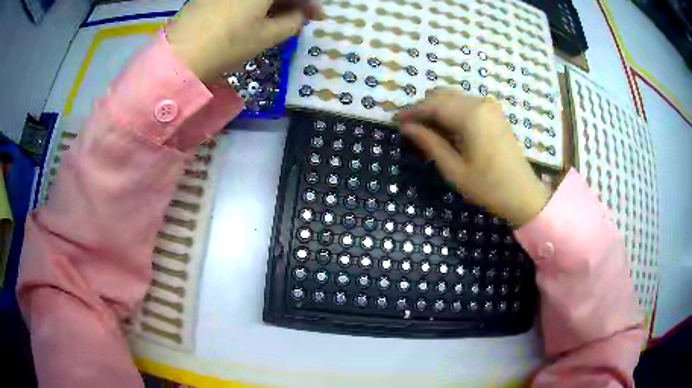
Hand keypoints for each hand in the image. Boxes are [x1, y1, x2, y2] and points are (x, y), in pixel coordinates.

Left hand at [166, 0, 324, 82]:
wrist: (179, 57)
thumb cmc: (227, 44)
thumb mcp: (267, 36)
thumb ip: (293, 21)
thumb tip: (300, 15)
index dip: (310, 3)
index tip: (318, 17)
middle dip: (294, 2)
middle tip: (303, 17)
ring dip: (276, 2)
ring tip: (283, 19)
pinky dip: (257, 3)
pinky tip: (260, 15)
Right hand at [395, 89, 550, 226]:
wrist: (523, 194)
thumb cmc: (488, 186)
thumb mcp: (454, 169)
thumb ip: (429, 143)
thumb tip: (406, 127)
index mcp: (470, 115)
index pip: (432, 105)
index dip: (411, 111)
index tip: (395, 120)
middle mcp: (479, 103)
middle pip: (441, 96)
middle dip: (423, 108)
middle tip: (409, 127)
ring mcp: (489, 106)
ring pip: (453, 97)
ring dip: (436, 108)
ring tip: (425, 129)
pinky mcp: (494, 112)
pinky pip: (465, 103)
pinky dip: (450, 111)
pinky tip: (445, 127)